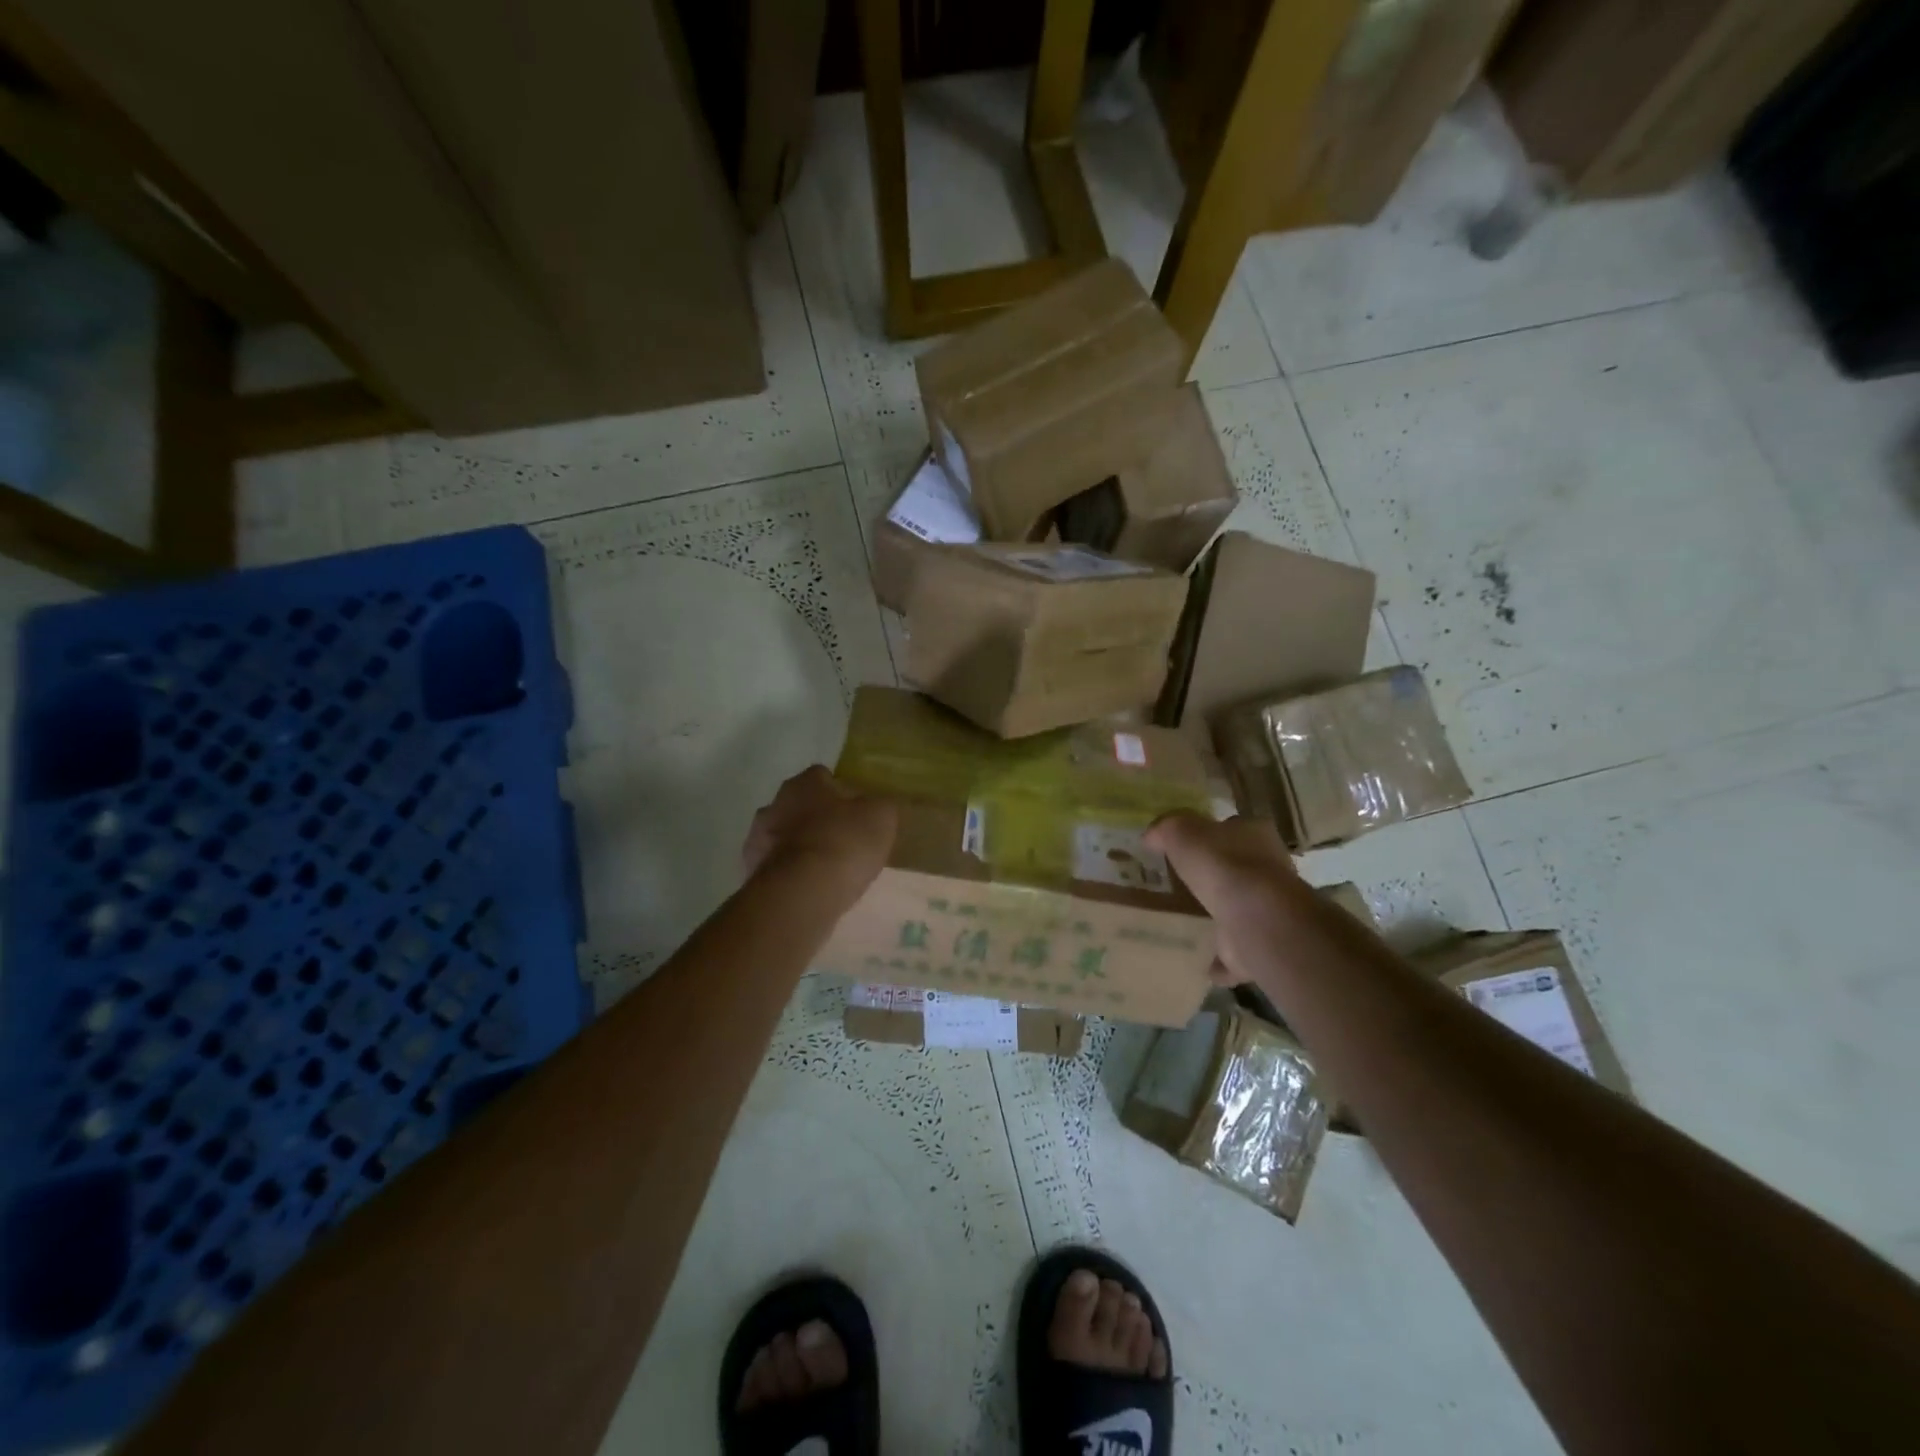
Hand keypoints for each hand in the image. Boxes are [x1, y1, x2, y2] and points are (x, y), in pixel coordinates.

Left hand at [742, 766, 896, 907]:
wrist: (802, 892)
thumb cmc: (845, 843)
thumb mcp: (881, 817)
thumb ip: (878, 806)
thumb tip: (873, 807)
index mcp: (805, 782)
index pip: (824, 777)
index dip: (842, 793)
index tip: (857, 814)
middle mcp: (775, 802)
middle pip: (801, 805)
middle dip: (818, 819)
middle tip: (843, 841)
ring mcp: (759, 838)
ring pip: (785, 836)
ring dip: (801, 846)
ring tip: (826, 870)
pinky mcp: (753, 871)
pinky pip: (777, 866)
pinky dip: (791, 873)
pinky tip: (809, 888)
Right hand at [1144, 812, 1309, 985]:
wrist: (1254, 917)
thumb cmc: (1220, 864)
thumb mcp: (1181, 831)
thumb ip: (1166, 829)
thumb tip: (1152, 836)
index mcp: (1254, 834)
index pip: (1233, 828)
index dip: (1211, 834)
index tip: (1187, 847)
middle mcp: (1270, 869)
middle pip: (1240, 867)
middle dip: (1217, 876)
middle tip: (1185, 884)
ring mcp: (1269, 909)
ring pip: (1241, 909)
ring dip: (1221, 916)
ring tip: (1189, 921)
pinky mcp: (1261, 944)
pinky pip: (1236, 952)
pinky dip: (1221, 959)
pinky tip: (1199, 962)